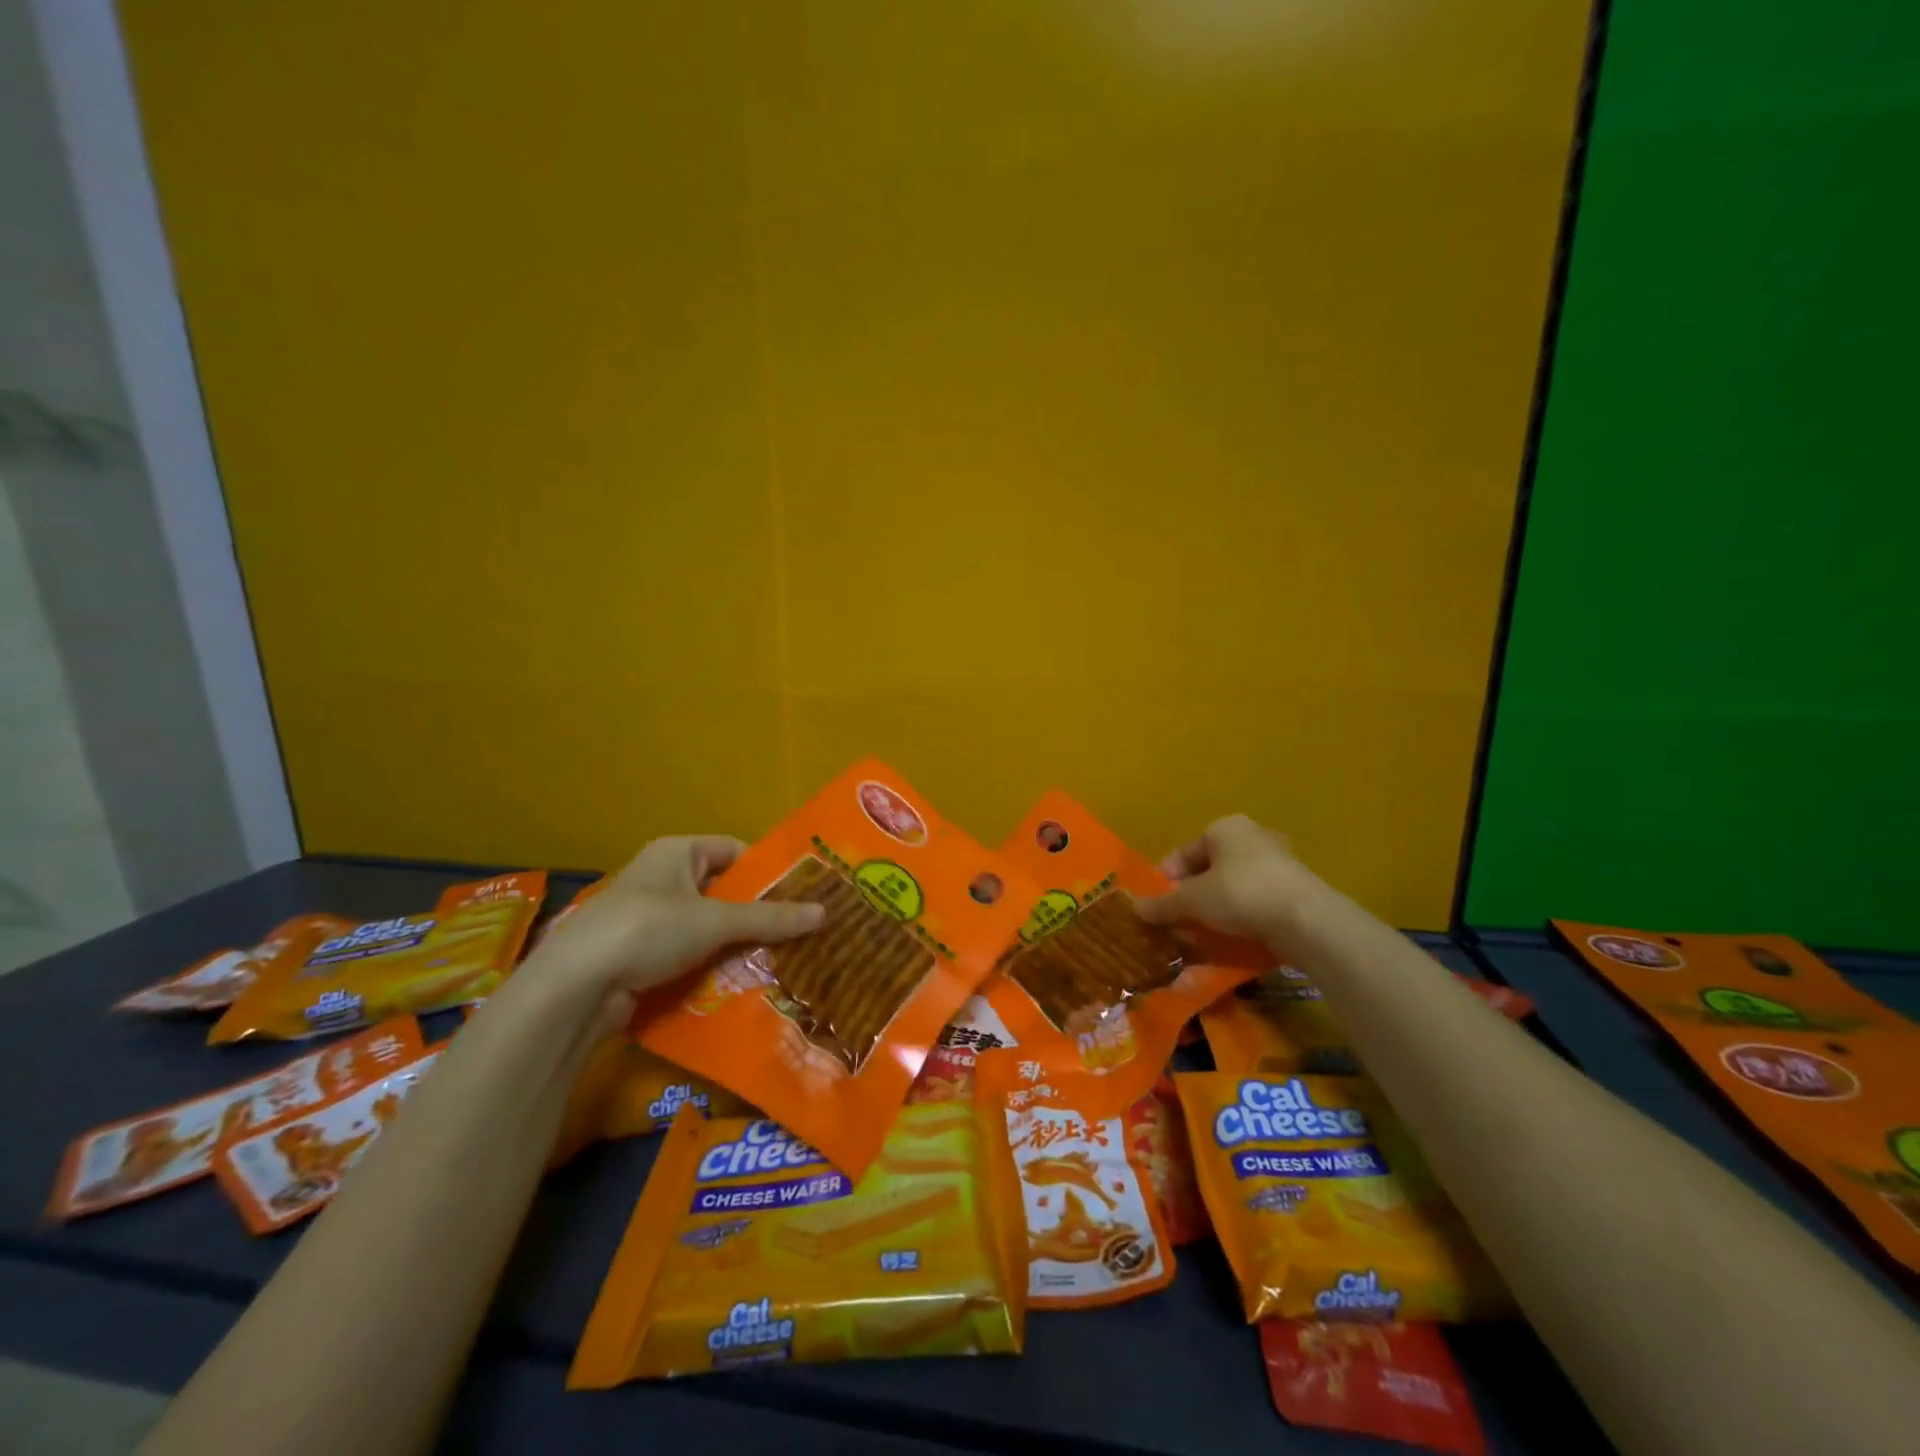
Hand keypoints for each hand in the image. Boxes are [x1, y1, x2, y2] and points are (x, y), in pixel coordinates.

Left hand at [528, 836, 822, 1029]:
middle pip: (722, 891)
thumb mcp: (716, 921)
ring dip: (734, 945)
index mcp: (677, 852)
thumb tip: (826, 913)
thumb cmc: (649, 930)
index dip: (766, 871)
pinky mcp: (638, 955)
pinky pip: (686, 954)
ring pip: (705, 927)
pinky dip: (710, 966)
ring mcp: (647, 918)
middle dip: (755, 913)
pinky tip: (739, 983)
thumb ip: (771, 918)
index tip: (800, 895)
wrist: (576, 987)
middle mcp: (661, 877)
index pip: (734, 851)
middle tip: (797, 933)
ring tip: (777, 961)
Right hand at [1134, 814, 1324, 952]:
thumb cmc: (1241, 894)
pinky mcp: (1295, 890)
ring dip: (1215, 910)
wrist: (1307, 920)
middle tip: (1178, 923)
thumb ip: (1163, 905)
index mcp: (1225, 827)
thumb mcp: (1192, 901)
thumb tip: (1135, 909)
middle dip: (1191, 897)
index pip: (1184, 853)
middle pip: (1209, 870)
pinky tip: (1232, 940)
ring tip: (1202, 935)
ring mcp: (1278, 863)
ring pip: (1233, 887)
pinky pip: (1256, 902)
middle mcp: (1252, 837)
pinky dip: (1241, 918)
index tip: (1155, 907)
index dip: (1165, 880)